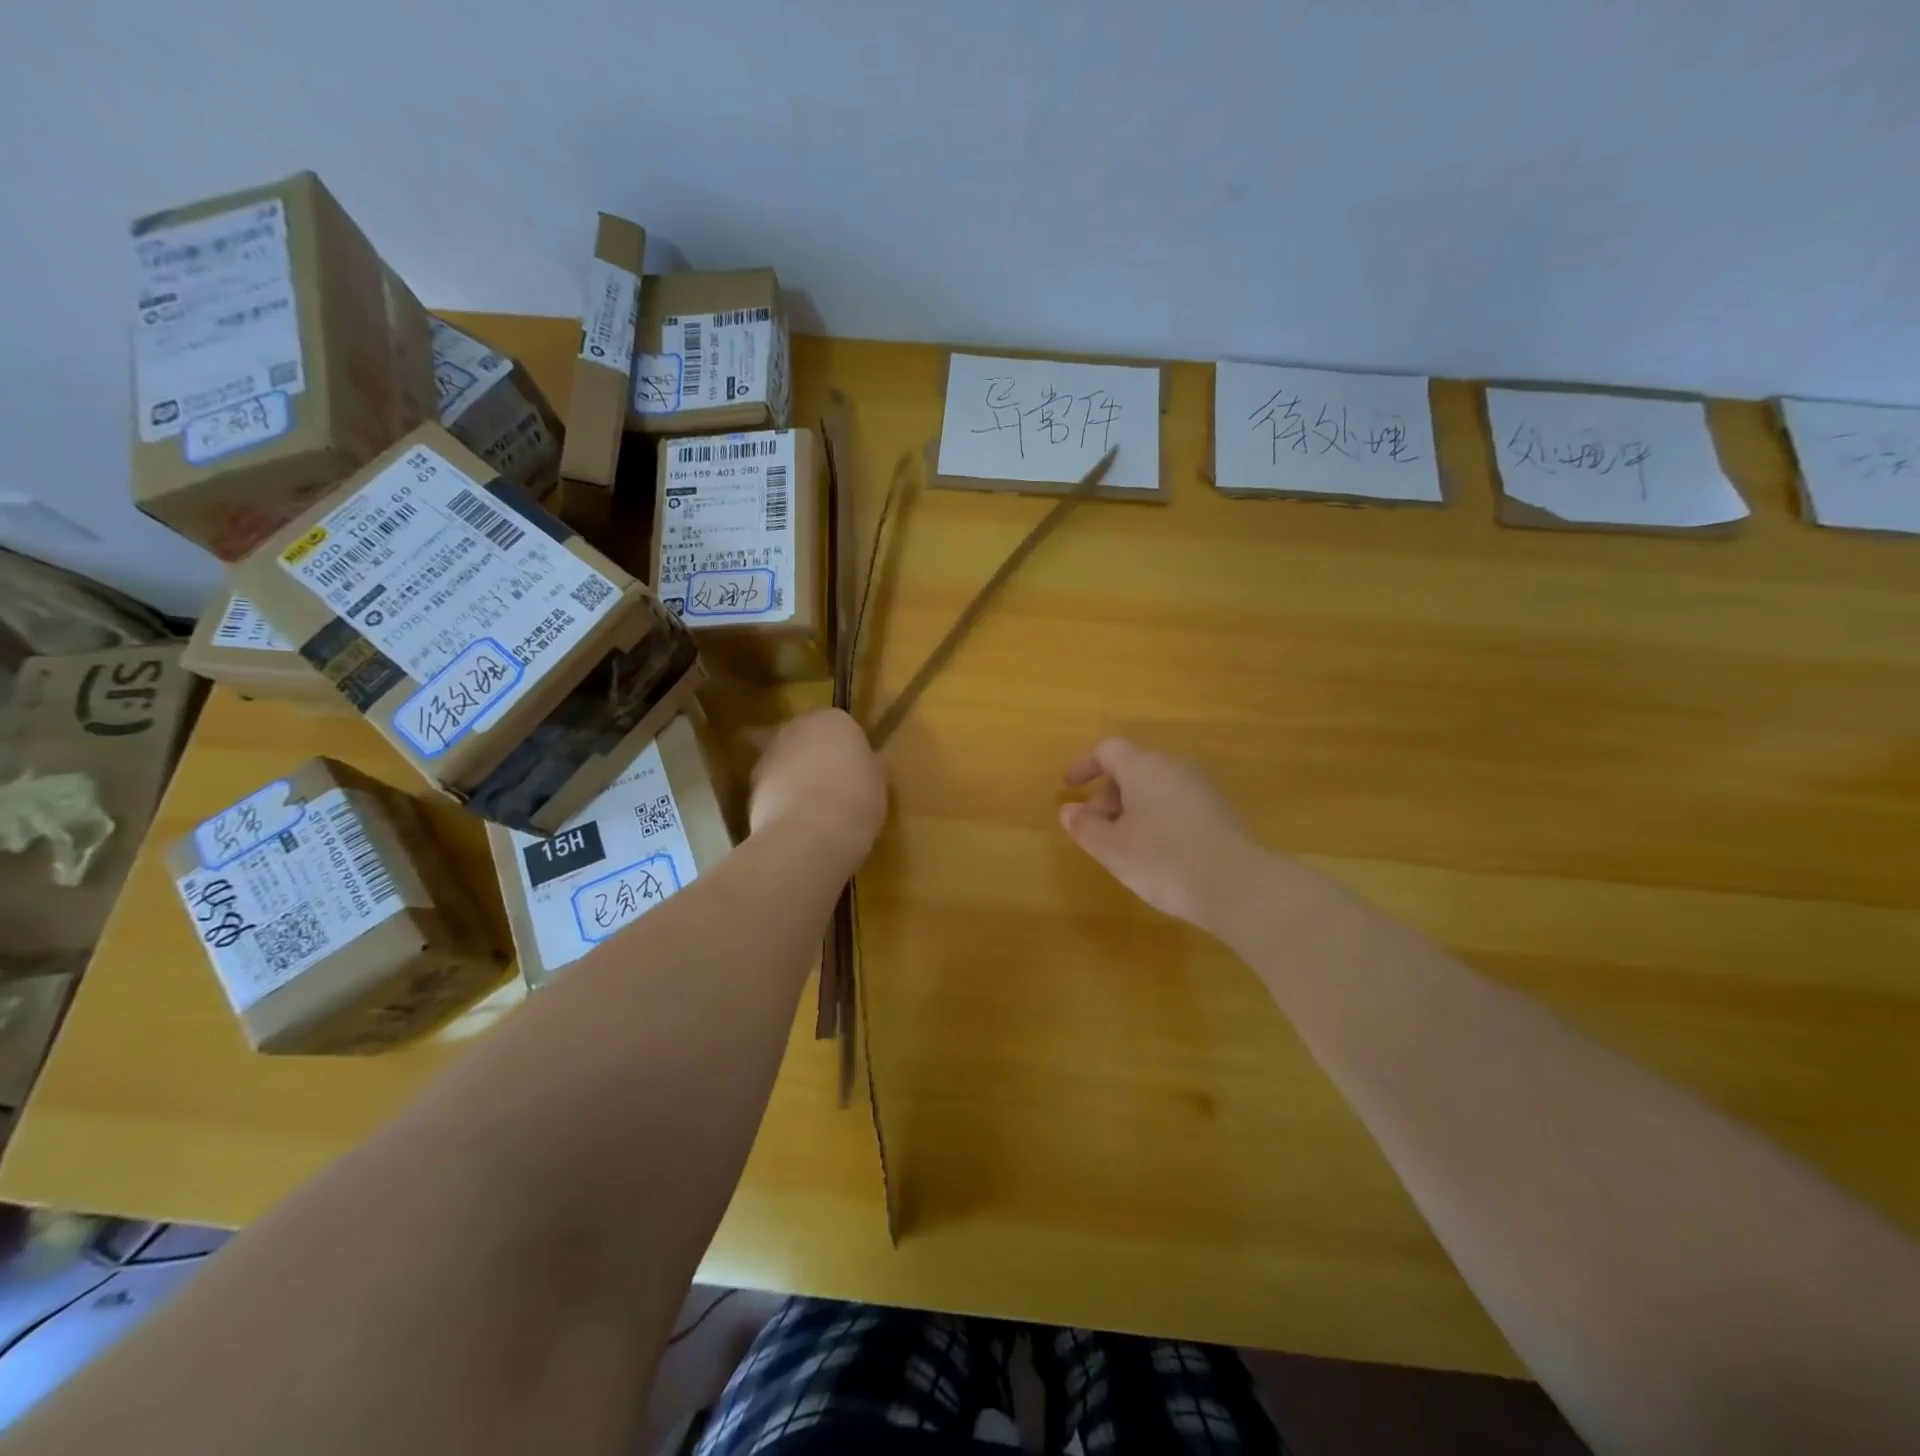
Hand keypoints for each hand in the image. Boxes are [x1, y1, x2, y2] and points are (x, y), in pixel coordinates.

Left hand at [750, 709, 888, 860]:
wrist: (809, 834)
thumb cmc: (856, 801)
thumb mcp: (879, 782)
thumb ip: (869, 765)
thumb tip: (866, 764)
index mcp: (835, 719)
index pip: (843, 726)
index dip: (849, 750)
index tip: (856, 772)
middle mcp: (797, 726)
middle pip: (809, 738)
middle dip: (818, 757)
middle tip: (835, 787)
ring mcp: (770, 753)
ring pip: (788, 760)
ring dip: (797, 776)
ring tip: (813, 808)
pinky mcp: (751, 782)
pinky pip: (773, 784)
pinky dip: (781, 797)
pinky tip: (796, 820)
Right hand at [1059, 738, 1269, 933]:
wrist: (1237, 886)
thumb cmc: (1163, 860)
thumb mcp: (1111, 848)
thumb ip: (1084, 826)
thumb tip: (1069, 810)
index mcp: (1143, 766)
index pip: (1107, 750)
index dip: (1084, 766)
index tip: (1069, 788)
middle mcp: (1173, 766)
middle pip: (1131, 767)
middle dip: (1106, 794)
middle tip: (1095, 828)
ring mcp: (1199, 787)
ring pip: (1154, 786)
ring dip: (1130, 807)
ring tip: (1122, 845)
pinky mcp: (1217, 810)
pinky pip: (1174, 801)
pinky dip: (1154, 816)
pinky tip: (1155, 851)